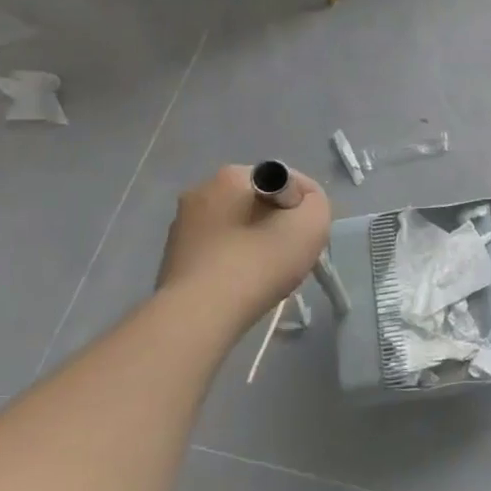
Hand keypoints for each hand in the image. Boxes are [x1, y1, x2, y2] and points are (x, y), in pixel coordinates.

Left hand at [156, 165, 331, 323]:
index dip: (301, 205)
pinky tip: (242, 284)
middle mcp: (200, 192)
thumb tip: (302, 203)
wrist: (201, 315)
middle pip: (258, 202)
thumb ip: (316, 201)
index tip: (304, 233)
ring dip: (255, 242)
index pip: (283, 180)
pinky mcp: (174, 257)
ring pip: (237, 226)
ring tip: (267, 273)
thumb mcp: (312, 222)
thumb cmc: (260, 261)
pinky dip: (234, 261)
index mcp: (231, 176)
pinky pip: (219, 250)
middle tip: (290, 253)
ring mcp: (182, 225)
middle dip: (277, 222)